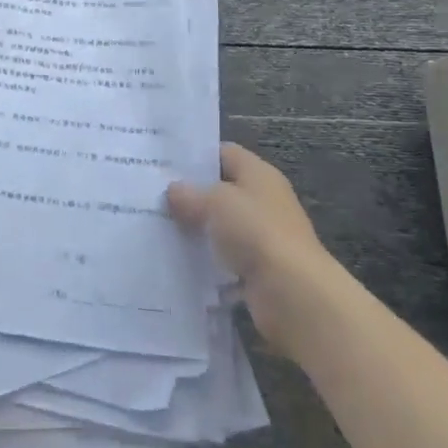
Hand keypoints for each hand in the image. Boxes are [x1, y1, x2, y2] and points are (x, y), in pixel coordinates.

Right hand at [167, 143, 335, 354]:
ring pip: (221, 226)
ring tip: (159, 226)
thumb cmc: (255, 232)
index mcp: (259, 174)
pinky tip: (178, 259)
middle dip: (191, 195)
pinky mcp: (258, 270)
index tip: (164, 164)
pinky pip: (225, 258)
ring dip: (197, 230)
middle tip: (154, 196)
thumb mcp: (215, 202)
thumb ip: (190, 193)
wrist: (293, 294)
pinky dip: (207, 260)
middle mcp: (264, 201)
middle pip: (222, 190)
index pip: (224, 153)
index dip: (196, 156)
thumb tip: (173, 191)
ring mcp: (263, 237)